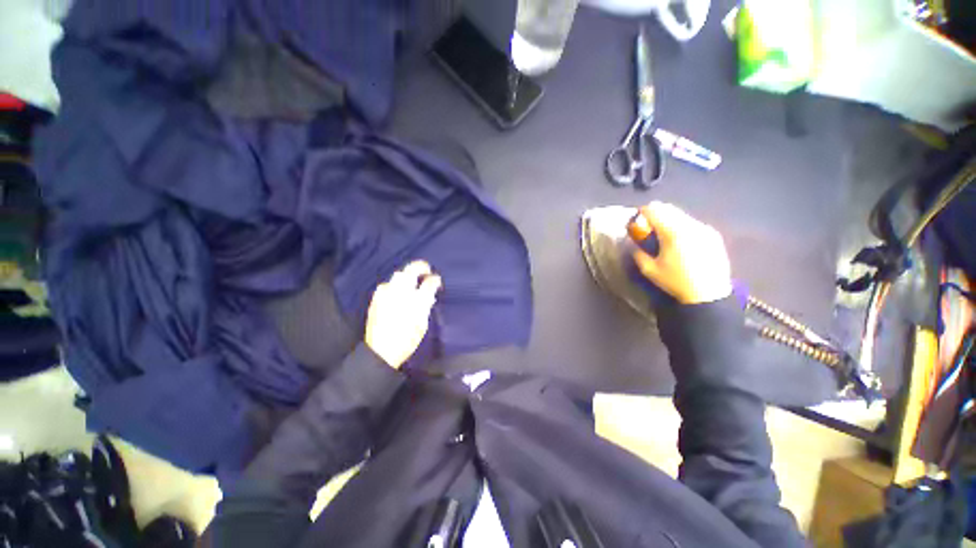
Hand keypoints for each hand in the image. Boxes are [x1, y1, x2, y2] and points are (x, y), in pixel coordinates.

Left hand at [364, 261, 441, 368]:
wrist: (381, 352)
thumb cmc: (407, 340)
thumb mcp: (422, 324)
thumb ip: (426, 306)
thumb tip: (429, 294)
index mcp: (416, 300)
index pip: (429, 282)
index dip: (435, 279)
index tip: (437, 280)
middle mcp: (401, 293)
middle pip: (410, 270)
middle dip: (420, 267)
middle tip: (426, 271)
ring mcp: (386, 294)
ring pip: (397, 275)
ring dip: (406, 275)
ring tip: (411, 282)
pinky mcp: (376, 298)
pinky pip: (387, 285)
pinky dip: (395, 284)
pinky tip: (397, 292)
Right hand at [631, 202, 731, 304]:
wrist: (709, 294)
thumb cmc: (676, 282)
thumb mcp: (649, 270)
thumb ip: (639, 253)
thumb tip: (634, 244)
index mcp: (673, 233)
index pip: (654, 211)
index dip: (642, 212)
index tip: (637, 220)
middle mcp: (690, 225)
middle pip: (669, 209)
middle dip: (656, 214)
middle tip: (648, 226)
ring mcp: (704, 229)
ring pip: (682, 215)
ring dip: (670, 219)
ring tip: (664, 234)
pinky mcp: (713, 235)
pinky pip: (693, 223)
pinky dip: (682, 226)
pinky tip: (681, 241)